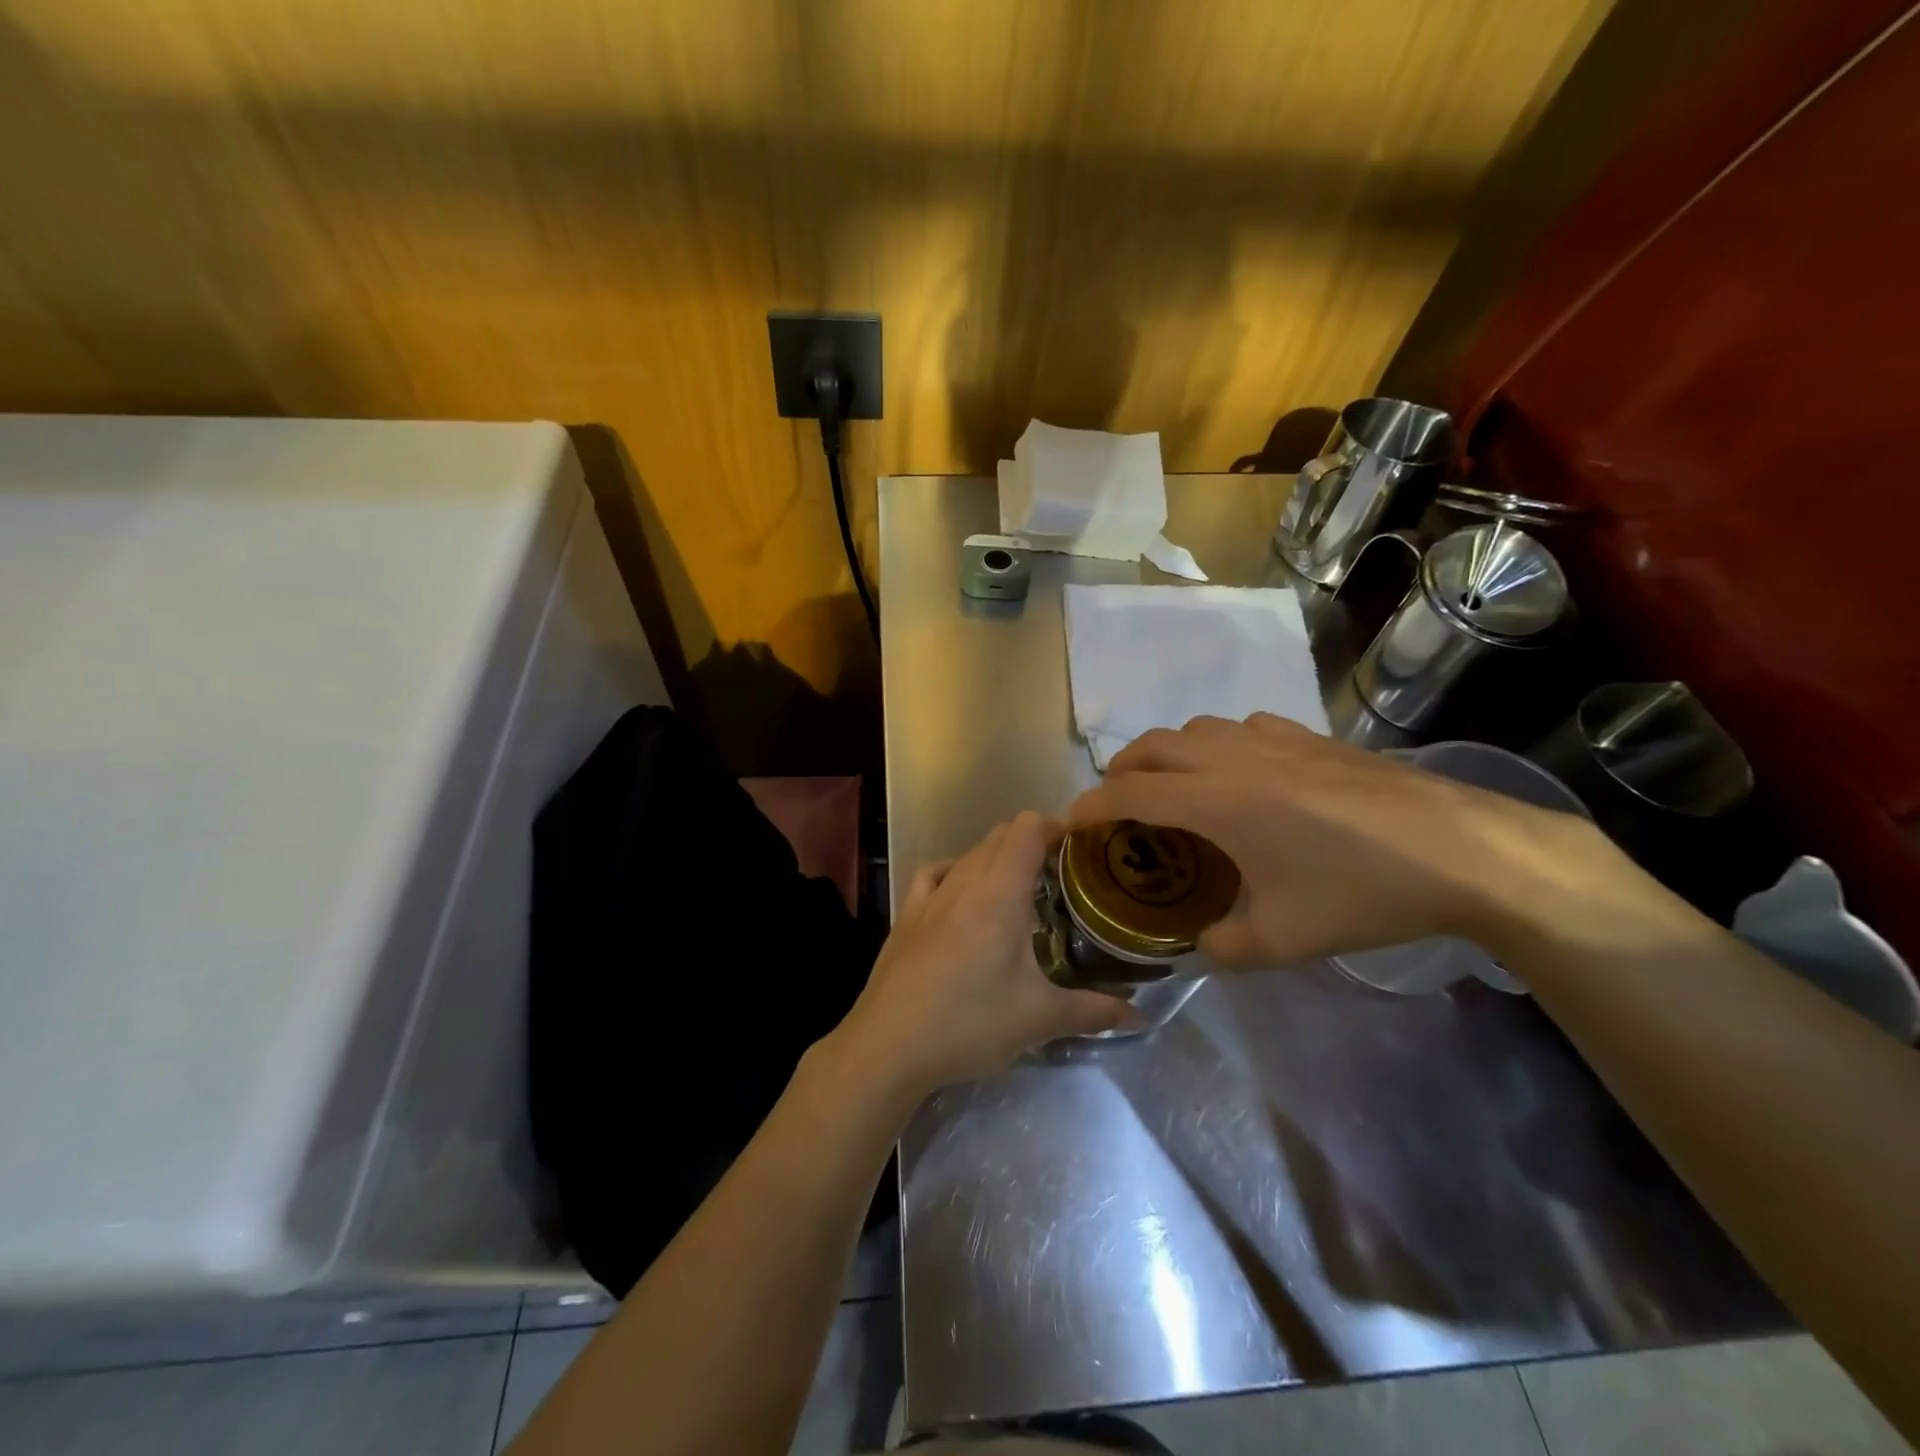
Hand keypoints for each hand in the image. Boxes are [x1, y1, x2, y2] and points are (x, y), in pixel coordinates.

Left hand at [829, 811, 1138, 1097]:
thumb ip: (1094, 1012)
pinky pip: (936, 872)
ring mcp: (930, 895)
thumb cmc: (969, 1023)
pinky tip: (964, 897)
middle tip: (1062, 877)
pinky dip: (957, 872)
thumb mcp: (1038, 1019)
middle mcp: (964, 881)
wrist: (888, 1045)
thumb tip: (1141, 1016)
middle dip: (1034, 843)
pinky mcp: (906, 913)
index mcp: (1000, 893)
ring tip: (1020, 892)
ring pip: (970, 853)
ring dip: (998, 859)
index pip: (1028, 828)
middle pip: (1001, 835)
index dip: (1057, 827)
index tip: (1082, 849)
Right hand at [1066, 713, 1628, 966]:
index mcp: (1215, 802)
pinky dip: (1218, 744)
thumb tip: (1201, 947)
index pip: (1131, 793)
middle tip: (1115, 803)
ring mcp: (1275, 741)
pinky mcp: (1311, 738)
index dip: (1092, 806)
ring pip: (1197, 729)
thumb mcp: (1284, 940)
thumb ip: (1224, 948)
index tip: (1072, 823)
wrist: (1461, 851)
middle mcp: (1233, 759)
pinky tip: (1242, 771)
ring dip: (1169, 752)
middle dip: (1122, 770)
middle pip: (1155, 746)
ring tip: (1173, 785)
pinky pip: (1242, 727)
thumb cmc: (1361, 892)